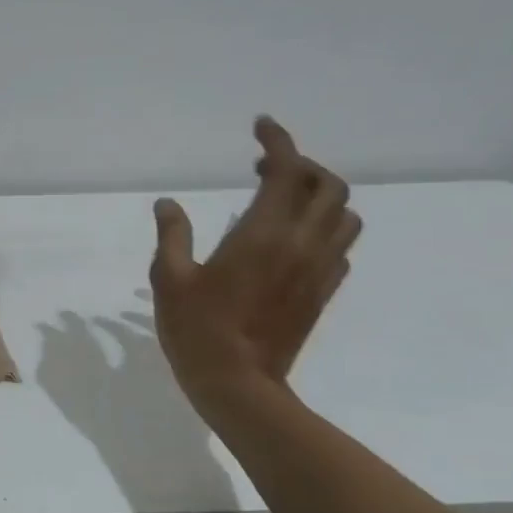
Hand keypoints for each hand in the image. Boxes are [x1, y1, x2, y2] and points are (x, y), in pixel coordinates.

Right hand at [149, 117, 361, 415]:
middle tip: (265, 169)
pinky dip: (324, 229)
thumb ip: (172, 235)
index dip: (277, 142)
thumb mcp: (170, 278)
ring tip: (283, 201)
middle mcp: (301, 244)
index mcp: (264, 234)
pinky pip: (339, 247)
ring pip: (344, 216)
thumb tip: (168, 204)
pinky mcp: (323, 293)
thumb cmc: (197, 329)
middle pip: (329, 186)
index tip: (261, 127)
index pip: (287, 171)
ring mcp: (318, 270)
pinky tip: (293, 240)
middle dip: (303, 166)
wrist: (239, 385)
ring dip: (320, 196)